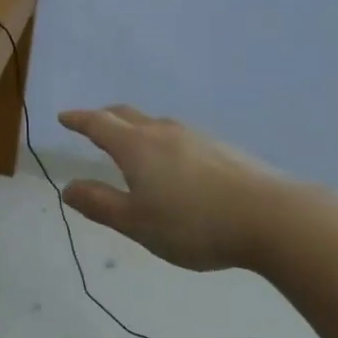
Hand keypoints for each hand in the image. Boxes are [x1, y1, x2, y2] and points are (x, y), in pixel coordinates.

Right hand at [57, 105, 298, 271]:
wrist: (273, 218)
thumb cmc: (194, 223)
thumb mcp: (137, 223)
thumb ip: (100, 204)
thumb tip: (68, 188)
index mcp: (136, 146)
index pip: (98, 124)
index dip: (78, 120)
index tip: (63, 117)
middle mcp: (163, 132)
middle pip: (126, 114)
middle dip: (105, 117)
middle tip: (92, 125)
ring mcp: (197, 137)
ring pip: (156, 125)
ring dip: (137, 129)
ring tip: (133, 146)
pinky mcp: (224, 149)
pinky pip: (181, 138)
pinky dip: (164, 143)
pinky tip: (175, 166)